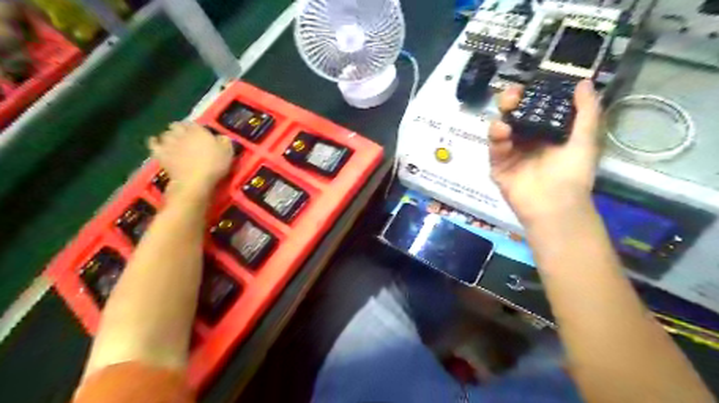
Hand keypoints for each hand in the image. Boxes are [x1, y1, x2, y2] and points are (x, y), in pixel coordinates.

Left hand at [148, 123, 233, 198]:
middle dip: (180, 128)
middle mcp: (182, 133)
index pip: (194, 123)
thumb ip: (224, 141)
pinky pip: (153, 143)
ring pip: (165, 133)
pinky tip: (154, 141)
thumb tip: (222, 137)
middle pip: (177, 126)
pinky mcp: (160, 153)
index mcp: (199, 131)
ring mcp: (169, 143)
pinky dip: (153, 141)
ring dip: (169, 135)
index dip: (196, 127)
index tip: (199, 132)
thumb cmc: (214, 165)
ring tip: (172, 139)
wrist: (195, 181)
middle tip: (184, 135)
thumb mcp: (228, 152)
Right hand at [489, 79, 601, 222]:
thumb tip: (585, 82)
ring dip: (501, 118)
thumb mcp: (586, 140)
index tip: (530, 84)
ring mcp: (510, 153)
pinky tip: (502, 132)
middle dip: (510, 102)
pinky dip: (495, 138)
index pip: (534, 108)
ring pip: (499, 129)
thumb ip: (586, 111)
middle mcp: (526, 140)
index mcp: (546, 132)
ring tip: (507, 114)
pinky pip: (494, 149)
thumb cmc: (573, 173)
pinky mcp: (498, 166)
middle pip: (512, 115)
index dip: (531, 95)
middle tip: (512, 95)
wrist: (556, 204)